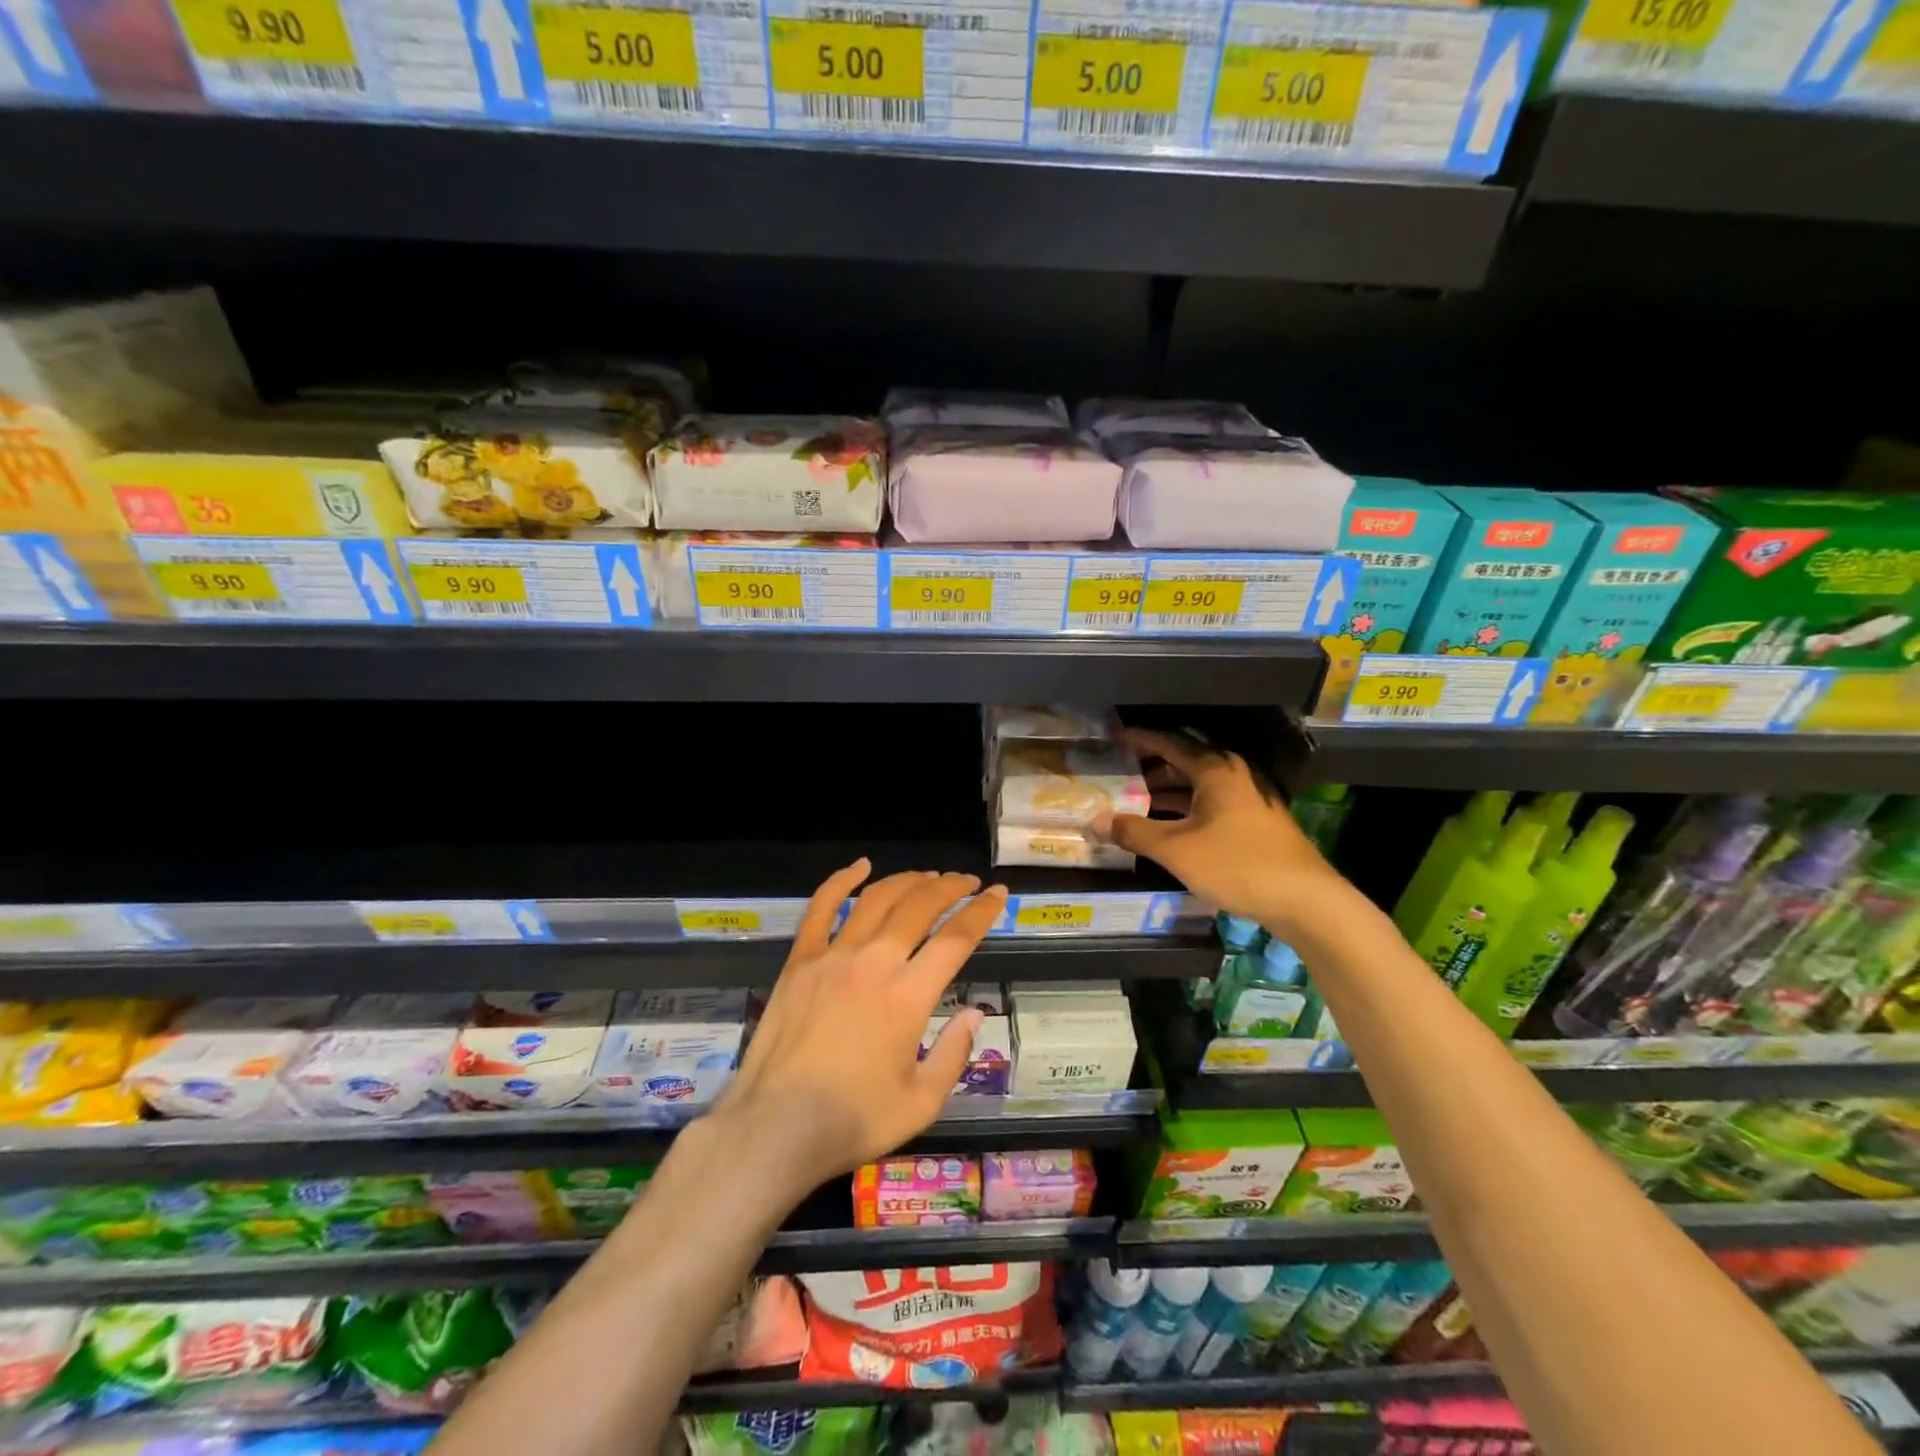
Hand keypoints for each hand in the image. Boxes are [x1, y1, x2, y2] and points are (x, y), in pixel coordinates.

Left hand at [714, 862, 1006, 1188]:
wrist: (776, 1127)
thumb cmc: (852, 1121)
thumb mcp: (921, 1102)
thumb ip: (954, 1054)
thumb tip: (974, 1014)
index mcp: (909, 997)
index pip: (956, 939)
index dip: (981, 912)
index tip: (997, 894)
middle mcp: (874, 963)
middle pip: (919, 907)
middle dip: (949, 888)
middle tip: (966, 883)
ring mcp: (833, 956)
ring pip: (877, 900)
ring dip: (908, 881)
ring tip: (928, 877)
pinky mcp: (800, 960)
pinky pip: (821, 908)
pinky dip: (841, 881)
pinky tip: (860, 866)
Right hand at [1096, 728, 1344, 939]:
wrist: (1305, 900)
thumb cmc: (1237, 864)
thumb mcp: (1177, 850)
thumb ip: (1134, 832)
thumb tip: (1096, 821)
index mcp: (1216, 769)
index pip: (1170, 742)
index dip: (1140, 739)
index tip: (1114, 738)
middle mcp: (1234, 775)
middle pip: (1185, 761)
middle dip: (1150, 766)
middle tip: (1118, 772)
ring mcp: (1249, 798)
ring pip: (1199, 785)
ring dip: (1167, 790)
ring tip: (1134, 800)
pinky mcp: (1256, 822)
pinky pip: (1211, 803)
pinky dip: (1185, 808)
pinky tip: (1167, 826)